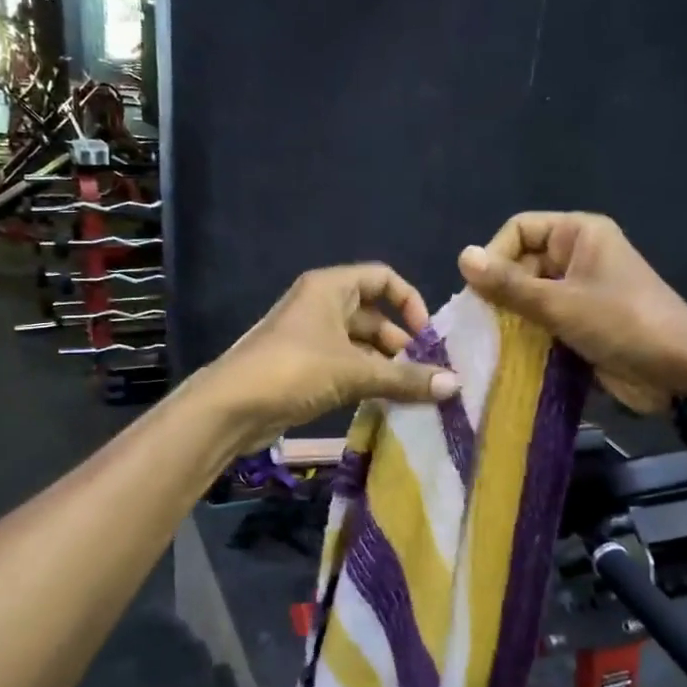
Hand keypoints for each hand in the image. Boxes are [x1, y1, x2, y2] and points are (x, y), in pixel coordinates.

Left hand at [201, 264, 460, 451]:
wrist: (231, 407)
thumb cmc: (294, 370)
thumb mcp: (354, 372)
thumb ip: (404, 378)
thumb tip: (454, 385)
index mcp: (330, 288)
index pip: (382, 278)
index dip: (409, 302)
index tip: (428, 336)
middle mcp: (321, 306)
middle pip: (373, 315)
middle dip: (401, 343)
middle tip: (428, 373)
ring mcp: (310, 338)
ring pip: (360, 346)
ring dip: (386, 366)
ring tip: (415, 394)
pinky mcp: (304, 369)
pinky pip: (345, 367)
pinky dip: (366, 381)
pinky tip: (387, 404)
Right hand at [457, 212, 686, 410]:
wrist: (679, 372)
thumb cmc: (621, 324)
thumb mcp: (559, 303)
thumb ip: (508, 284)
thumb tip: (461, 257)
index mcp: (579, 234)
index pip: (519, 229)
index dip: (495, 255)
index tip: (480, 291)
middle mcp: (578, 256)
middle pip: (521, 263)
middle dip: (500, 292)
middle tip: (483, 324)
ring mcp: (580, 291)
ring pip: (530, 296)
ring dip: (511, 318)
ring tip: (491, 342)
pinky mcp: (582, 323)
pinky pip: (544, 320)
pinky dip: (527, 335)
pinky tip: (509, 355)